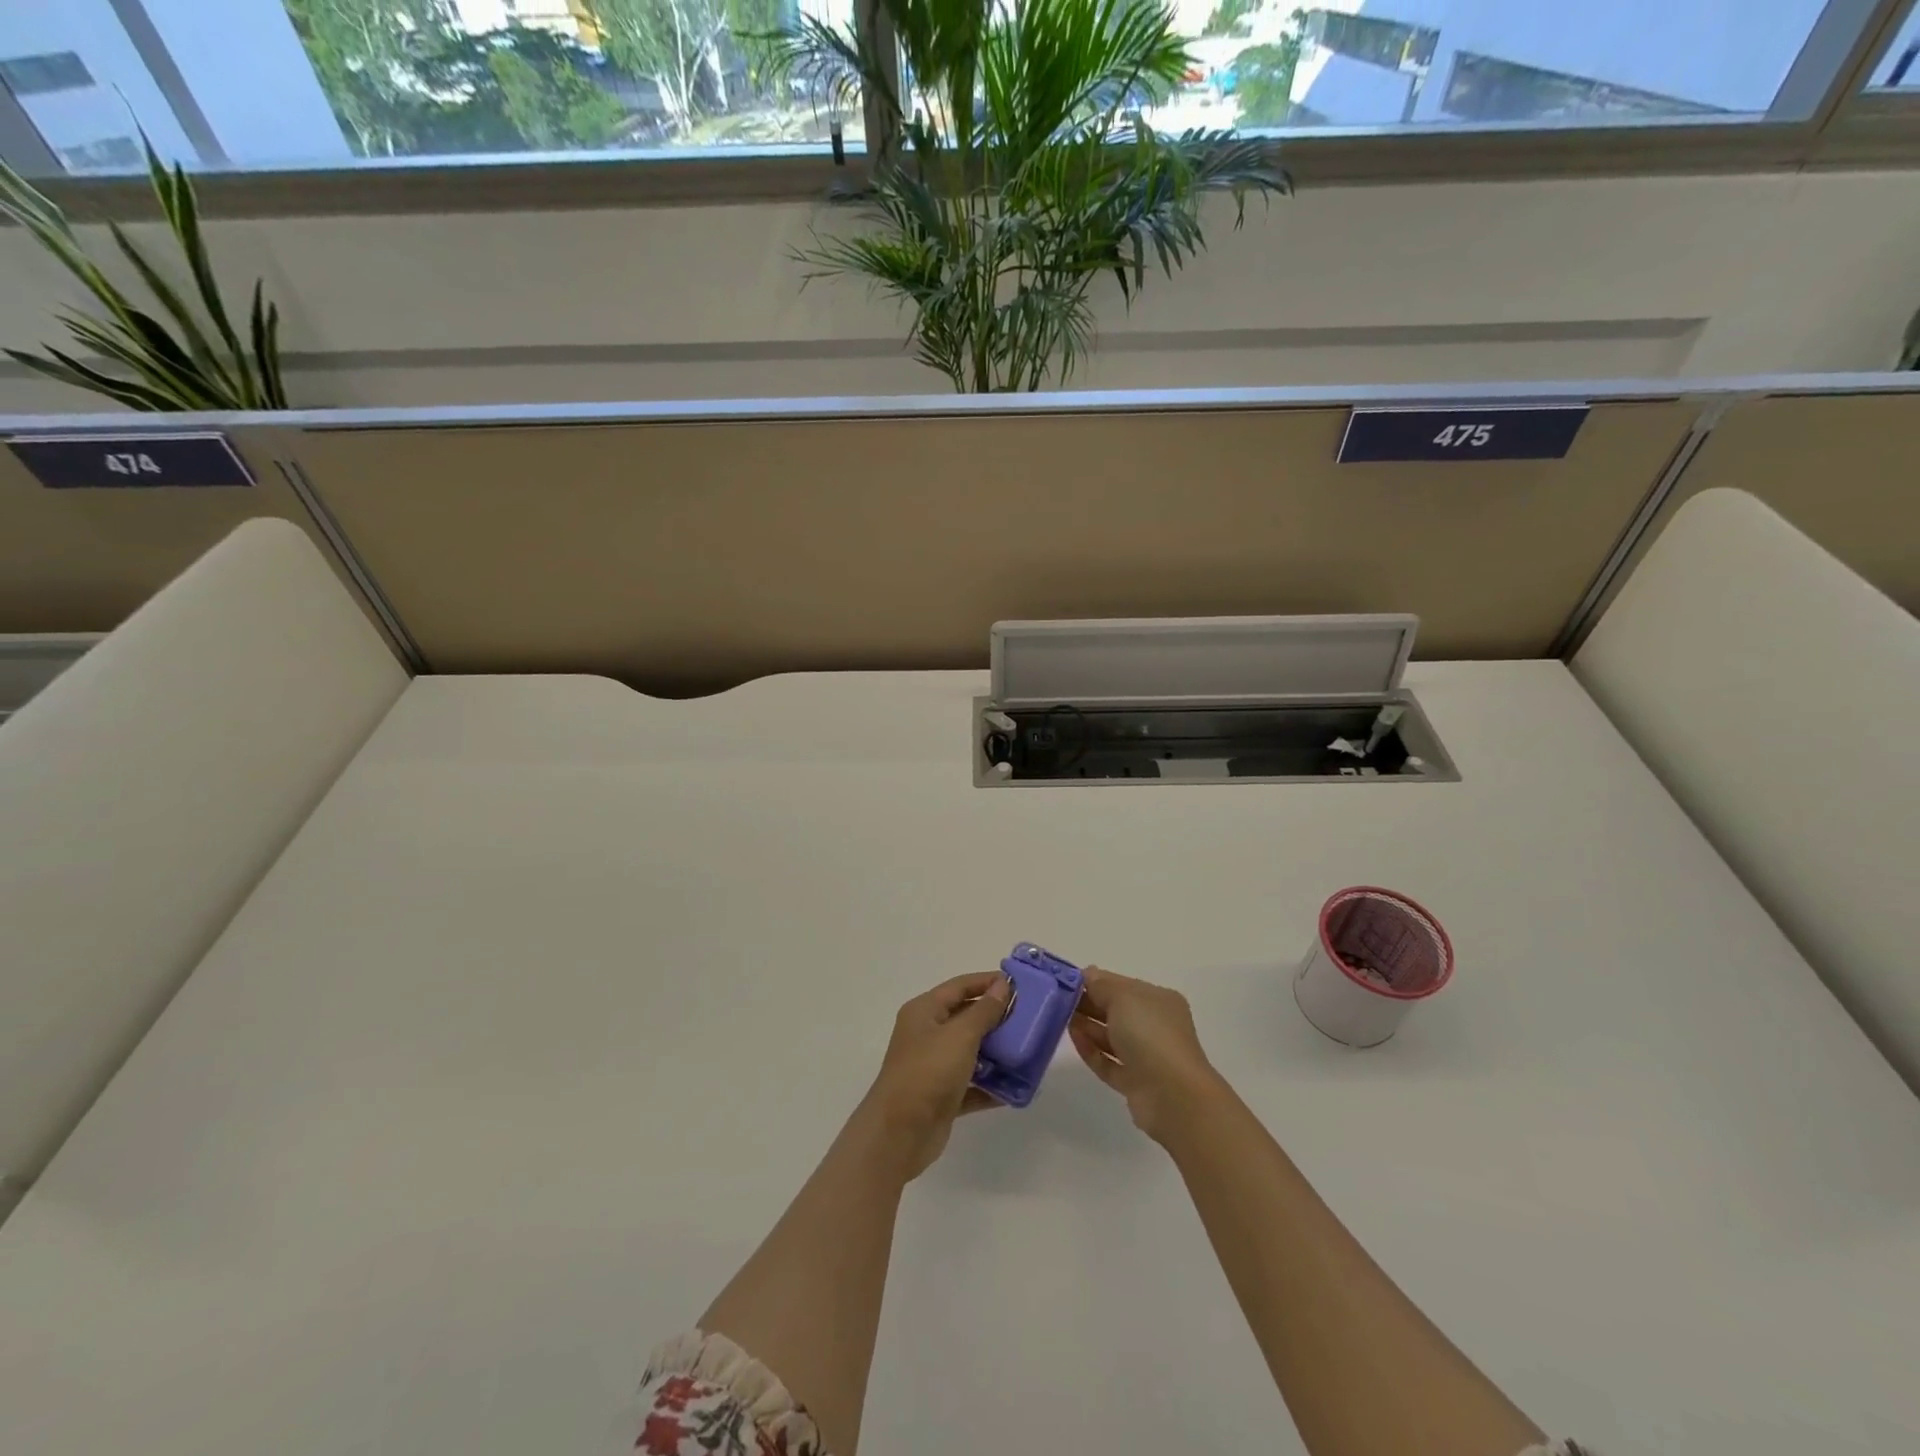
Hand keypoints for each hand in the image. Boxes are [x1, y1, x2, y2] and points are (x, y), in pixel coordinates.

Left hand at [857, 971, 1010, 1179]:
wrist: (899, 1134)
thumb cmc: (928, 1072)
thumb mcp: (960, 1035)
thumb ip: (984, 1010)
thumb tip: (1002, 985)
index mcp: (924, 1011)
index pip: (960, 986)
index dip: (987, 982)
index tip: (1019, 984)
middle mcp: (927, 1035)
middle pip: (965, 1018)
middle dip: (996, 1018)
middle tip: (1028, 1018)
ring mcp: (934, 1067)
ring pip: (970, 1052)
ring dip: (997, 1052)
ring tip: (1027, 1051)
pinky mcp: (942, 1096)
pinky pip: (972, 1084)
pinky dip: (991, 1085)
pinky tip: (1016, 1087)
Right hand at [1069, 966, 1224, 1143]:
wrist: (1173, 1096)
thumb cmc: (1150, 1035)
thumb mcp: (1123, 998)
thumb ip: (1101, 985)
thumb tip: (1088, 974)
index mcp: (1159, 1001)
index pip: (1123, 985)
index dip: (1096, 982)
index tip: (1068, 981)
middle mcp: (1155, 1026)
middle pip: (1116, 1011)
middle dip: (1089, 1004)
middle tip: (1059, 1000)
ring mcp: (1147, 1057)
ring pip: (1111, 1038)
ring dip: (1087, 1027)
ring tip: (1061, 1018)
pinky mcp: (1135, 1083)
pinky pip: (1109, 1063)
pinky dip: (1092, 1052)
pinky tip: (1074, 1040)